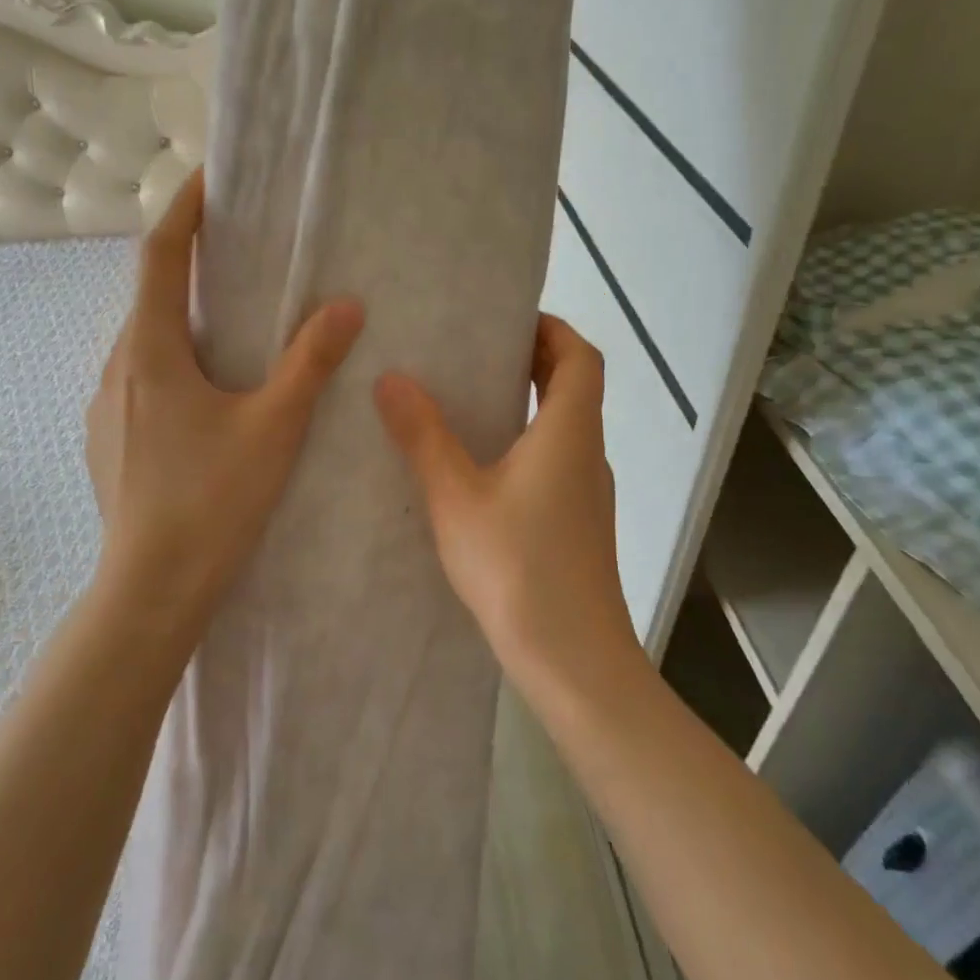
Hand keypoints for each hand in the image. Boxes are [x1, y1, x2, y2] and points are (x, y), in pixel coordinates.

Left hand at [87, 169, 364, 619]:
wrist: (151, 590)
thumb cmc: (212, 501)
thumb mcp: (274, 427)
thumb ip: (310, 363)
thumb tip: (346, 306)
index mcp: (151, 352)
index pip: (159, 256)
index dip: (183, 210)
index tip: (208, 177)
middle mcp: (118, 369)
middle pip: (150, 296)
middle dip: (188, 265)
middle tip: (237, 252)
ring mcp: (106, 408)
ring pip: (145, 342)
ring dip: (182, 318)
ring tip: (231, 321)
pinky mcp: (110, 440)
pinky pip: (142, 378)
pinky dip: (174, 360)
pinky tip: (209, 392)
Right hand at [373, 314, 639, 686]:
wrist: (572, 660)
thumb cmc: (517, 567)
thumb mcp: (456, 497)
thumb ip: (423, 436)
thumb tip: (392, 379)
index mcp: (569, 431)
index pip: (580, 355)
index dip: (551, 327)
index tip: (505, 320)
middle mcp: (587, 452)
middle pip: (574, 386)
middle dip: (532, 359)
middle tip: (474, 351)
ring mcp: (587, 491)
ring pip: (565, 425)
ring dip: (527, 402)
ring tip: (467, 399)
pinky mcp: (578, 523)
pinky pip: (556, 460)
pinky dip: (526, 441)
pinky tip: (478, 466)